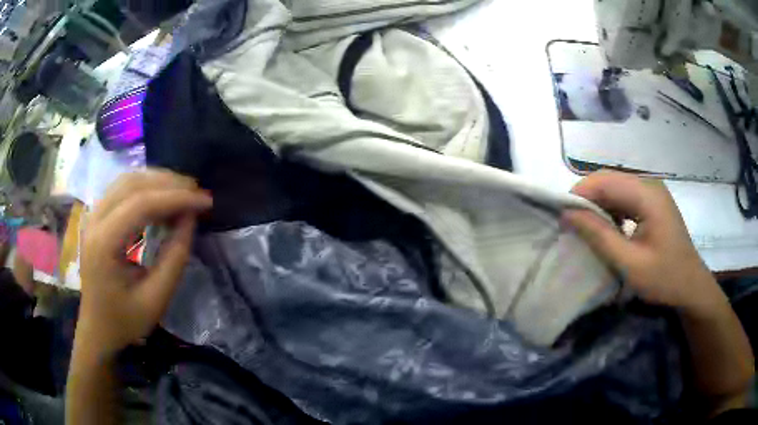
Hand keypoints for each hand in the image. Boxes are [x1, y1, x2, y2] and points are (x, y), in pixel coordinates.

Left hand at [77, 170, 211, 355]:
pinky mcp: (97, 217)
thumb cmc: (125, 320)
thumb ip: (174, 258)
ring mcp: (93, 216)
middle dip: (168, 183)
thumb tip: (190, 218)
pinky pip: (122, 189)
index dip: (176, 198)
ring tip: (183, 191)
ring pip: (126, 180)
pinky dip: (145, 187)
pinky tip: (161, 197)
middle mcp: (94, 221)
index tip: (205, 201)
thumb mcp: (156, 299)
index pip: (140, 204)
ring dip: (157, 181)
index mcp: (104, 244)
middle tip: (197, 193)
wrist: (97, 328)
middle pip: (132, 184)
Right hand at [562, 170, 718, 311]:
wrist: (690, 287)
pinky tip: (609, 230)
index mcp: (646, 194)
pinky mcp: (652, 203)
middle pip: (608, 180)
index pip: (603, 181)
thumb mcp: (630, 263)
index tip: (562, 220)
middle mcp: (649, 184)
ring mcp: (652, 192)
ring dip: (598, 206)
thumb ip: (599, 236)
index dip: (579, 195)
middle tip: (572, 227)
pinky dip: (611, 211)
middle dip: (587, 200)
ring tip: (588, 231)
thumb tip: (567, 214)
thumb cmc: (664, 278)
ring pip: (614, 188)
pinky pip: (624, 198)